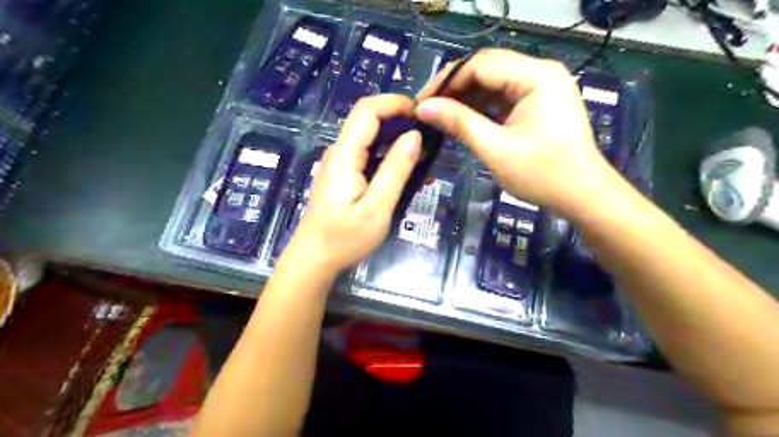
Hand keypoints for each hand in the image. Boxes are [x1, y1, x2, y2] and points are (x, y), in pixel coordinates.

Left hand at [284, 93, 422, 274]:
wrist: (314, 259)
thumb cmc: (344, 238)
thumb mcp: (376, 208)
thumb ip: (395, 170)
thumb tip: (415, 136)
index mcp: (345, 154)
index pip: (367, 110)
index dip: (395, 103)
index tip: (423, 115)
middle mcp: (339, 152)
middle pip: (368, 120)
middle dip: (400, 120)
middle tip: (430, 137)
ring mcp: (340, 163)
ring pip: (370, 137)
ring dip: (396, 140)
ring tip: (424, 155)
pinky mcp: (343, 175)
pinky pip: (367, 155)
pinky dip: (388, 156)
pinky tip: (406, 171)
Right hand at [413, 48, 615, 211]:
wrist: (582, 195)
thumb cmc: (542, 174)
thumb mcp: (495, 149)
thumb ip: (459, 123)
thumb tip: (423, 108)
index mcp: (535, 76)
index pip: (480, 64)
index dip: (447, 81)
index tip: (421, 103)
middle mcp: (541, 72)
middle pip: (487, 68)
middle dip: (455, 88)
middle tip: (428, 109)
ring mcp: (542, 87)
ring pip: (494, 82)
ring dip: (467, 98)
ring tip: (441, 116)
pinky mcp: (540, 102)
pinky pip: (504, 97)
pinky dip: (483, 107)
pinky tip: (464, 120)